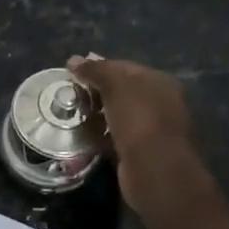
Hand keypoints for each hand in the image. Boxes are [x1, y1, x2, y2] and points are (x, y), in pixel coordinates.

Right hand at [67, 55, 217, 216]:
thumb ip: (95, 71)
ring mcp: (151, 129)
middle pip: (121, 92)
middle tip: (69, 97)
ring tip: (71, 117)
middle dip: (95, 93)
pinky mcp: (140, 151)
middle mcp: (159, 102)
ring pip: (117, 116)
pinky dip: (100, 137)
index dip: (98, 68)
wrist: (153, 168)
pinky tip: (83, 138)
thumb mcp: (115, 86)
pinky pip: (115, 138)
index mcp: (158, 81)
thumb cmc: (138, 119)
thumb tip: (73, 60)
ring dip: (96, 116)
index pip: (124, 67)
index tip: (73, 75)